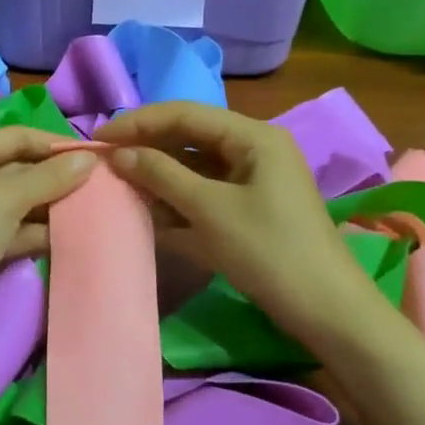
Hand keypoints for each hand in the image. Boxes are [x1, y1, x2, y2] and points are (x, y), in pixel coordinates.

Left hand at [0, 128, 95, 356]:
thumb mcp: (5, 199)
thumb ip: (48, 177)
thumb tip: (89, 159)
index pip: (18, 137)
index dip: (55, 143)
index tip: (96, 156)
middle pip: (21, 169)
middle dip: (58, 177)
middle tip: (102, 187)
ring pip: (21, 203)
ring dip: (52, 207)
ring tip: (96, 212)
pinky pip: (15, 232)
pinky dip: (39, 234)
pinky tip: (71, 238)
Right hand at [95, 103, 382, 350]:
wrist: (326, 310)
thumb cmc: (269, 251)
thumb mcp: (210, 209)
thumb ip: (161, 175)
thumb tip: (118, 154)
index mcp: (252, 136)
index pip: (185, 114)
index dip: (138, 123)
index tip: (98, 139)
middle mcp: (253, 148)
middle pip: (189, 136)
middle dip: (147, 148)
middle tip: (104, 161)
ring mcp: (253, 179)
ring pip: (194, 166)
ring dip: (158, 175)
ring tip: (119, 185)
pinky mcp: (249, 207)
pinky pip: (204, 192)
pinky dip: (177, 199)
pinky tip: (148, 211)